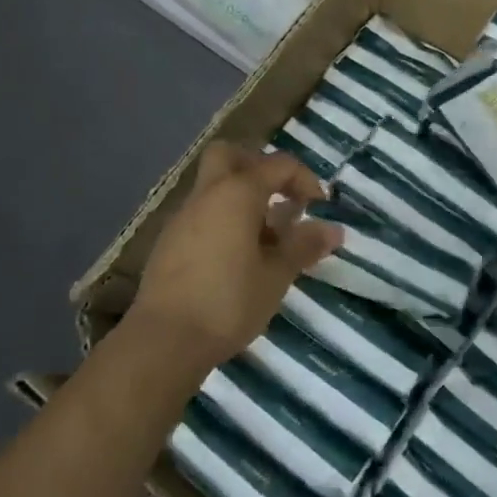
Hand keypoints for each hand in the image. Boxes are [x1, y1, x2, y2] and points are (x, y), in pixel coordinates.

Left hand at [131, 143, 341, 373]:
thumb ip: (303, 246)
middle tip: (280, 198)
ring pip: (214, 187)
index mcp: (237, 193)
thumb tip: (333, 229)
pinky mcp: (168, 243)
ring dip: (241, 199)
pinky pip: (202, 214)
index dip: (305, 179)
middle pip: (231, 156)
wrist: (163, 341)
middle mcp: (207, 195)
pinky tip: (236, 258)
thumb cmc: (228, 302)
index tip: (319, 207)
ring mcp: (182, 218)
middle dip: (259, 168)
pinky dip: (223, 221)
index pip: (278, 165)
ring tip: (265, 239)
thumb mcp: (276, 276)